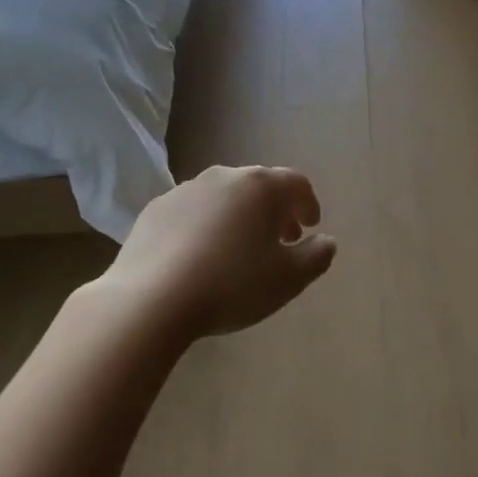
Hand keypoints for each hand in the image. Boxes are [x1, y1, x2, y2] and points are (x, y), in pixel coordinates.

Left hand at [105, 165, 336, 339]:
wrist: (151, 299)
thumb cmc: (232, 285)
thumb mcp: (288, 279)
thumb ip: (316, 257)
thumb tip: (326, 241)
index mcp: (261, 187)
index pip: (296, 184)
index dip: (309, 204)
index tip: (311, 227)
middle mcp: (224, 177)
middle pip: (259, 186)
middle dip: (274, 211)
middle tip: (280, 240)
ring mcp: (186, 190)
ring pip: (223, 197)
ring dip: (238, 217)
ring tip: (239, 250)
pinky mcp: (155, 209)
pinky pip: (192, 212)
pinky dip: (205, 226)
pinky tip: (200, 257)